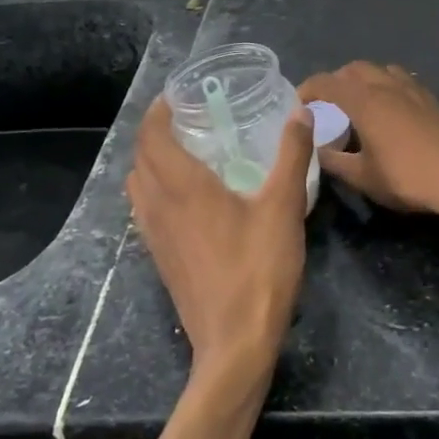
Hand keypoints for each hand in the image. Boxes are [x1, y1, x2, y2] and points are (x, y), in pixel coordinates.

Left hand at [125, 96, 313, 388]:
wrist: (234, 343)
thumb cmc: (259, 269)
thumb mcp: (283, 207)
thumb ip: (292, 155)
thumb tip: (300, 111)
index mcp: (181, 186)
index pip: (152, 134)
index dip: (159, 110)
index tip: (179, 95)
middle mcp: (158, 205)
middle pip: (140, 156)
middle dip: (156, 131)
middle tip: (189, 118)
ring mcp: (153, 235)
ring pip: (138, 185)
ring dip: (151, 161)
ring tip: (186, 152)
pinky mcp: (159, 258)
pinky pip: (144, 209)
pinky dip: (155, 189)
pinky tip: (187, 198)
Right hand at [299, 62, 438, 224]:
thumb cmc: (407, 177)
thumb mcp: (363, 177)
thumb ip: (335, 162)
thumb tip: (318, 150)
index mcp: (364, 100)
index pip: (327, 82)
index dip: (308, 89)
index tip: (299, 102)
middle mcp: (386, 85)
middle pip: (353, 69)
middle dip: (335, 81)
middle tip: (327, 103)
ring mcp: (411, 89)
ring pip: (379, 70)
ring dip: (362, 80)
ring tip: (357, 103)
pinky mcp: (430, 98)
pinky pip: (399, 80)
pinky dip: (384, 85)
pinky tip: (389, 109)